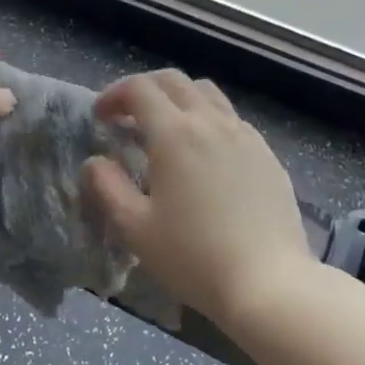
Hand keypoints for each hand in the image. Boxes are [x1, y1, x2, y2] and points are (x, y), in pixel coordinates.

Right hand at [82, 70, 309, 323]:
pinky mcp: (267, 155)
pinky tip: (204, 156)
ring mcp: (244, 135)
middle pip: (173, 81)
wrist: (270, 284)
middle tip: (127, 118)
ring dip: (178, 100)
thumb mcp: (135, 228)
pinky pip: (232, 119)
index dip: (113, 95)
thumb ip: (107, 187)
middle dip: (144, 90)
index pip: (139, 89)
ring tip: (166, 131)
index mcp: (174, 133)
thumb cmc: (193, 257)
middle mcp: (211, 122)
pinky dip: (208, 121)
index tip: (100, 118)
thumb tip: (95, 162)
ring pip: (207, 94)